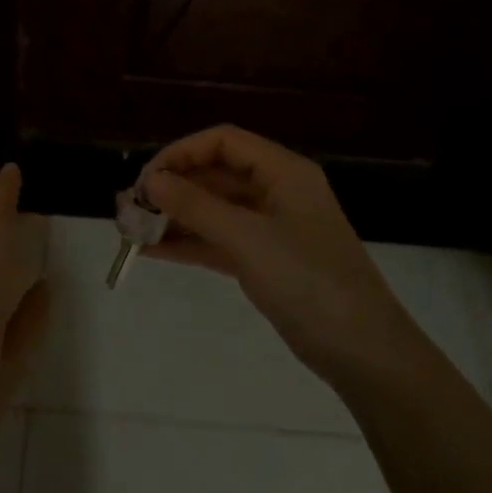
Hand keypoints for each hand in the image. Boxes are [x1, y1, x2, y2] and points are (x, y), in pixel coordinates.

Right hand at [138, 125, 410, 386]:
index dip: (181, 153)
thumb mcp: (248, 239)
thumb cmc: (309, 282)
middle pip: (215, 175)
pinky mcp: (263, 260)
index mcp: (283, 171)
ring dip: (174, 217)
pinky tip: (151, 251)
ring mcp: (269, 227)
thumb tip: (150, 181)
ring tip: (130, 230)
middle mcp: (276, 191)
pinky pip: (217, 241)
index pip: (223, 142)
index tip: (146, 179)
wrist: (362, 351)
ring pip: (213, 210)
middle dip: (172, 188)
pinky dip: (187, 243)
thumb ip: (196, 207)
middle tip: (129, 208)